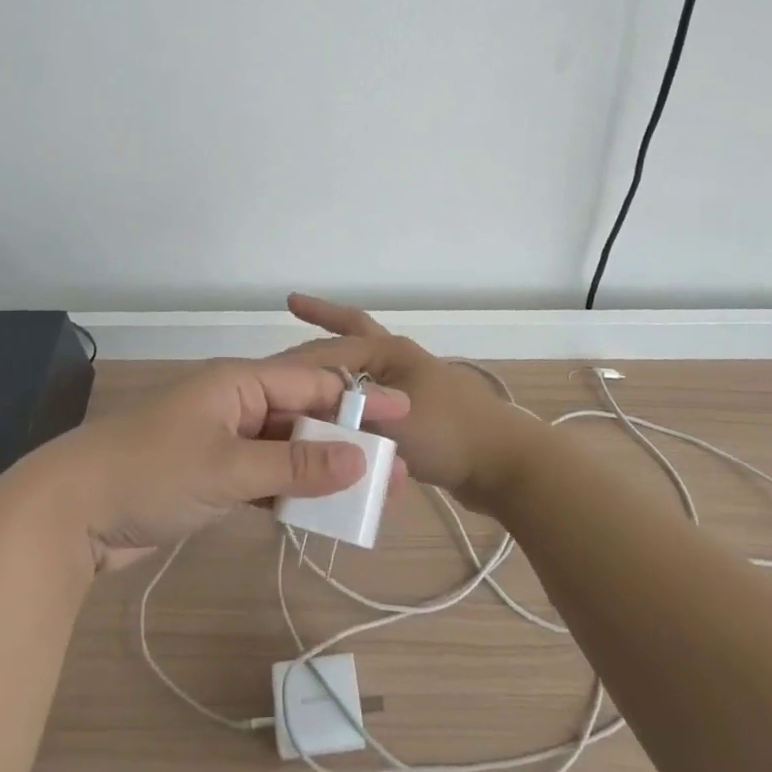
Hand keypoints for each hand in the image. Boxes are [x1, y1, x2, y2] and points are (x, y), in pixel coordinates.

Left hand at [42, 358, 409, 569]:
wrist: (70, 512)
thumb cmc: (151, 472)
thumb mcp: (228, 467)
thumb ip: (296, 463)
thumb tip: (360, 456)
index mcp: (237, 383)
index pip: (310, 384)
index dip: (358, 399)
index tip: (404, 414)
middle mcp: (233, 405)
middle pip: (301, 417)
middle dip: (346, 439)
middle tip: (394, 466)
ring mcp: (220, 442)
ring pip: (284, 450)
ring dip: (321, 469)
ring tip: (367, 492)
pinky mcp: (208, 478)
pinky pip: (262, 477)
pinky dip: (289, 490)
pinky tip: (319, 509)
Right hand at [282, 294, 541, 510]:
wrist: (506, 466)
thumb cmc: (449, 434)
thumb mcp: (390, 422)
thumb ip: (346, 419)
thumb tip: (309, 421)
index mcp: (391, 352)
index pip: (334, 345)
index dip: (298, 354)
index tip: (265, 365)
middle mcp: (399, 361)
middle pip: (352, 333)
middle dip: (323, 319)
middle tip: (293, 305)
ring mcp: (410, 387)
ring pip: (361, 370)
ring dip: (337, 363)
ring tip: (307, 366)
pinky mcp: (418, 416)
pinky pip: (373, 403)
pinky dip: (353, 403)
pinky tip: (337, 417)